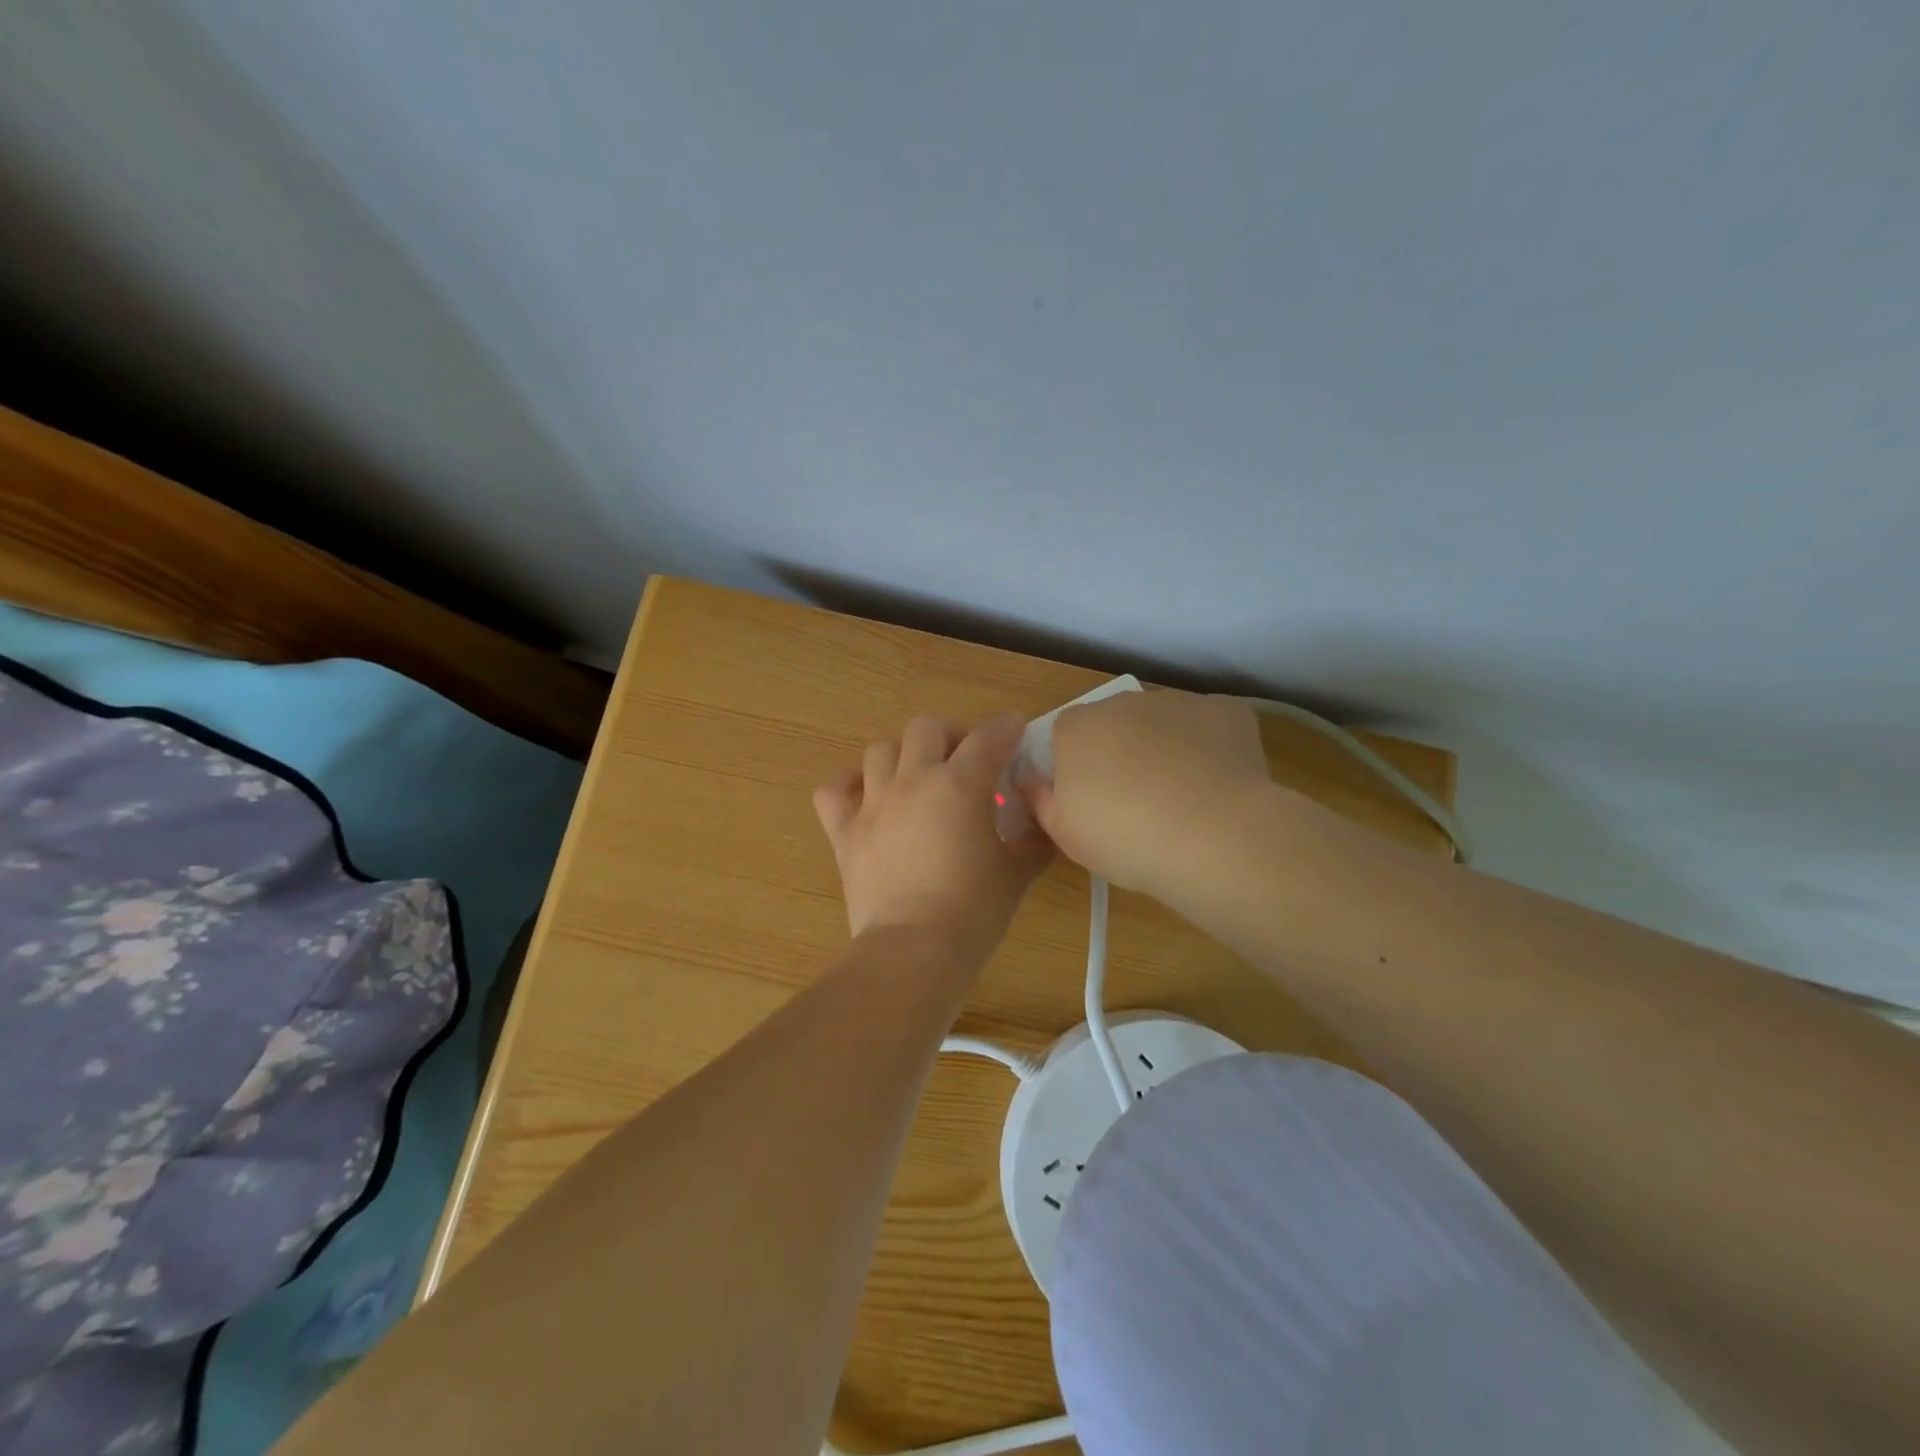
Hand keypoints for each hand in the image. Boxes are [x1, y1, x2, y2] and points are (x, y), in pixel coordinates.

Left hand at [814, 715, 1051, 971]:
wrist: (914, 950)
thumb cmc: (973, 911)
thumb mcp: (1017, 873)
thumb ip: (1034, 839)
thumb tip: (1042, 821)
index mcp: (960, 784)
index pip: (989, 736)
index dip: (1006, 728)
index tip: (1014, 733)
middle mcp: (913, 781)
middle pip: (926, 728)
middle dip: (950, 736)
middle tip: (964, 762)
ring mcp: (873, 804)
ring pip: (879, 750)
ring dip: (902, 757)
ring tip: (916, 780)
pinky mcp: (844, 832)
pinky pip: (834, 791)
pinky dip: (848, 787)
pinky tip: (865, 799)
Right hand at [1017, 690, 1269, 898]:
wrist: (1213, 836)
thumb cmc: (1125, 837)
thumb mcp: (1065, 834)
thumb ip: (1040, 800)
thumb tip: (1030, 781)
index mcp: (1077, 727)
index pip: (1065, 734)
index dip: (1076, 765)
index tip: (1090, 800)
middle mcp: (1123, 703)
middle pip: (1113, 723)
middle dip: (1120, 751)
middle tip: (1134, 802)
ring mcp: (1177, 702)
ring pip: (1162, 722)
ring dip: (1164, 747)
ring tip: (1181, 798)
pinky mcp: (1225, 711)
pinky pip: (1207, 726)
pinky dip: (1208, 747)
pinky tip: (1216, 784)